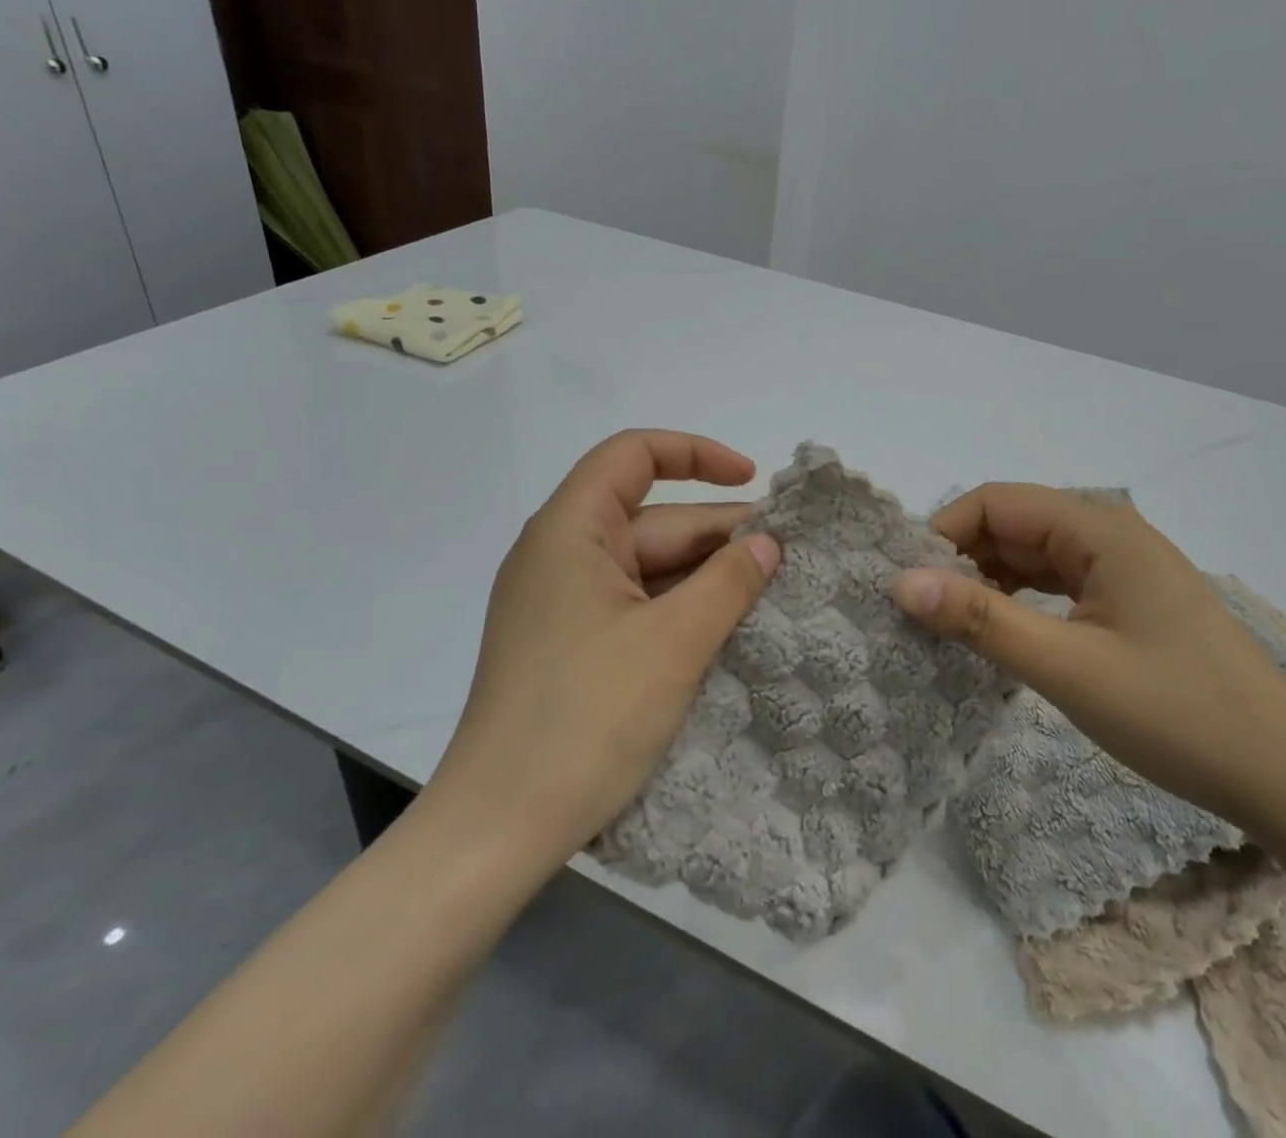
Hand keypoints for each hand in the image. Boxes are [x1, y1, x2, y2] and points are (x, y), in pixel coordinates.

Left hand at [424, 431, 779, 877]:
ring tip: (771, 595)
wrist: (497, 831)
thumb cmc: (585, 719)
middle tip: (788, 558)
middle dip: (718, 533)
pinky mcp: (569, 646)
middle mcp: (560, 556)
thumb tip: (768, 543)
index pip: (633, 455)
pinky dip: (680, 610)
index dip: (696, 454)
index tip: (752, 480)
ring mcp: (563, 604)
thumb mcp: (673, 643)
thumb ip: (728, 582)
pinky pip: (635, 606)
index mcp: (569, 531)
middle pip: (651, 518)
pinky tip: (727, 630)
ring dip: (705, 577)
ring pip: (647, 568)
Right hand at [891, 484, 1285, 830]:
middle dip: (963, 560)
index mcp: (1100, 529)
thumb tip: (900, 582)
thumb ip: (980, 619)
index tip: (909, 584)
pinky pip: (1057, 585)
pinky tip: (1002, 635)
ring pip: (1033, 556)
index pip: (997, 502)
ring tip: (951, 626)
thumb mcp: (1067, 668)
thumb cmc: (1178, 716)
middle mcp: (1111, 535)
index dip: (944, 533)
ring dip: (989, 583)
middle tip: (922, 612)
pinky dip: (1021, 602)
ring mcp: (1123, 569)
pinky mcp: (1130, 603)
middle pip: (1014, 525)